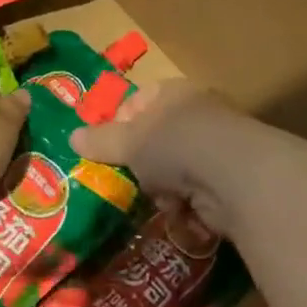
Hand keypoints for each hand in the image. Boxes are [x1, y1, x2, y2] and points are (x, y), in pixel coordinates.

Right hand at [70, 80, 235, 230]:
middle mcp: (198, 114)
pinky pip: (196, 194)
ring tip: (162, 200)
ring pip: (175, 171)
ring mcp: (217, 147)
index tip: (108, 149)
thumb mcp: (129, 141)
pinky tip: (183, 213)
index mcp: (174, 93)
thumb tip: (71, 136)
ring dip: (164, 190)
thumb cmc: (175, 145)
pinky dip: (187, 207)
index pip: (138, 101)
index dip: (120, 124)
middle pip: (157, 141)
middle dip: (143, 166)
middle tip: (132, 181)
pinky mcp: (230, 180)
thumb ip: (101, 140)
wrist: (235, 175)